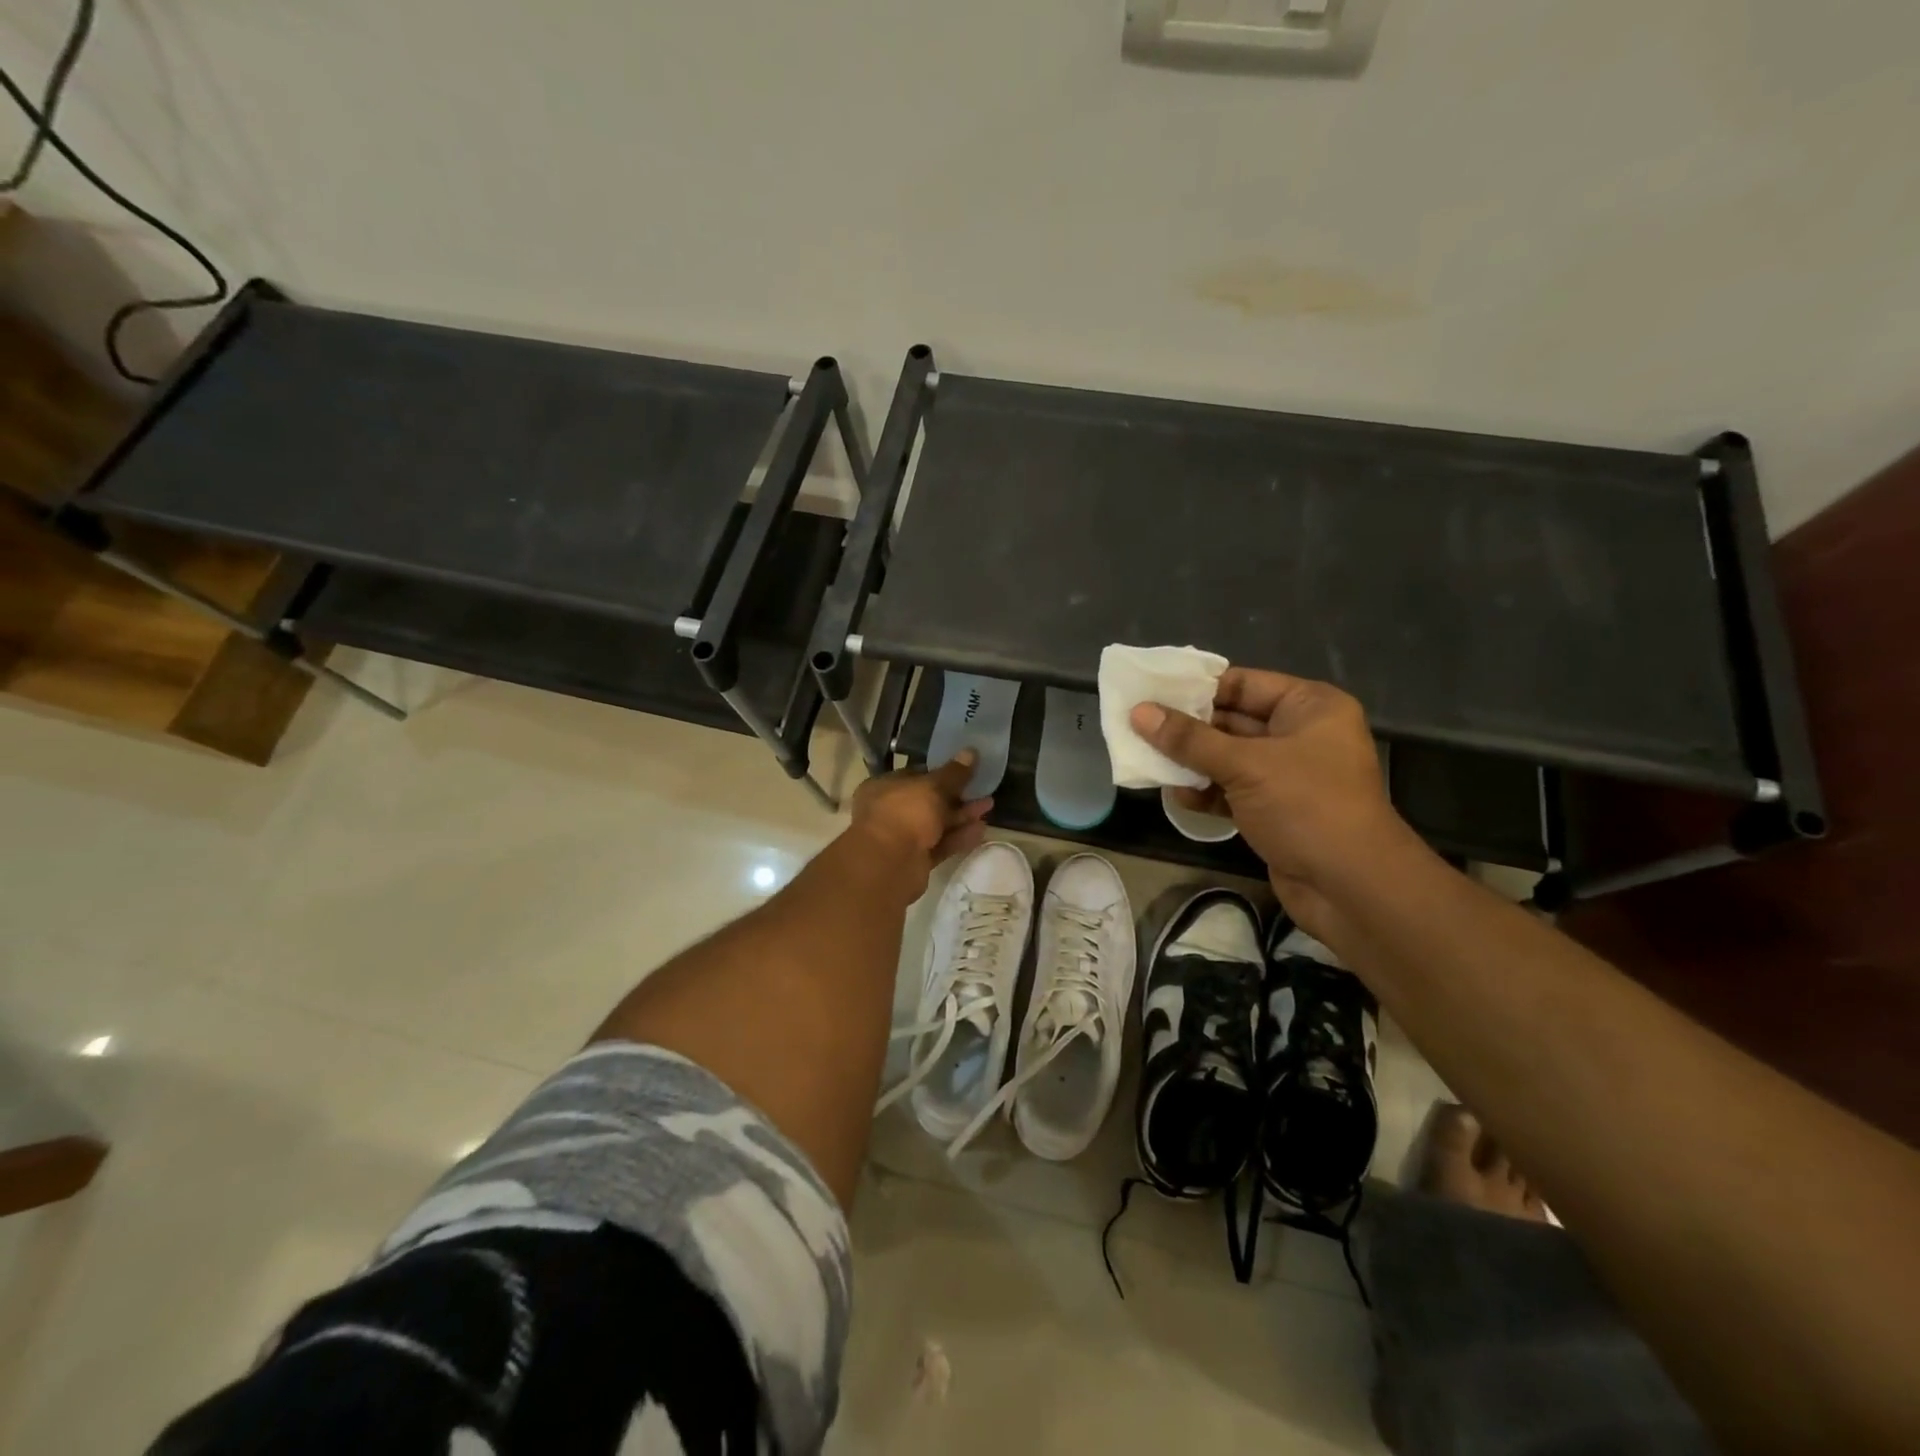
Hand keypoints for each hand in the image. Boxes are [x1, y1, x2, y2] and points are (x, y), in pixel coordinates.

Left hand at [847, 752, 992, 898]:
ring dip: (961, 816)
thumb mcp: (932, 787)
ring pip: (936, 824)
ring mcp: (901, 837)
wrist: (889, 864)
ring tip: (988, 806)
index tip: (964, 770)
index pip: (915, 775)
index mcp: (884, 787)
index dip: (940, 772)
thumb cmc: (905, 813)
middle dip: (956, 796)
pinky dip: (958, 837)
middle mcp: (889, 810)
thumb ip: (954, 773)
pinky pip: (940, 844)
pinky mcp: (915, 860)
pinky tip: (981, 830)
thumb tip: (971, 751)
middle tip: (982, 789)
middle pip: (927, 801)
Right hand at [1130, 669, 1411, 934]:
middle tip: (1138, 724)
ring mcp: (1287, 775)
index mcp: (1309, 707)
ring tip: (1147, 759)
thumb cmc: (1306, 806)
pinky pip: (1231, 789)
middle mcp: (1300, 734)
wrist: (1351, 887)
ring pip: (1227, 758)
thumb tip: (1139, 712)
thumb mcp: (1245, 765)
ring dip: (1191, 762)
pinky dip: (1205, 791)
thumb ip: (1189, 739)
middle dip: (1187, 727)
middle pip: (1231, 720)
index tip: (1151, 691)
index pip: (1243, 683)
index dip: (1197, 687)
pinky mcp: (1274, 810)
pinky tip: (1176, 795)